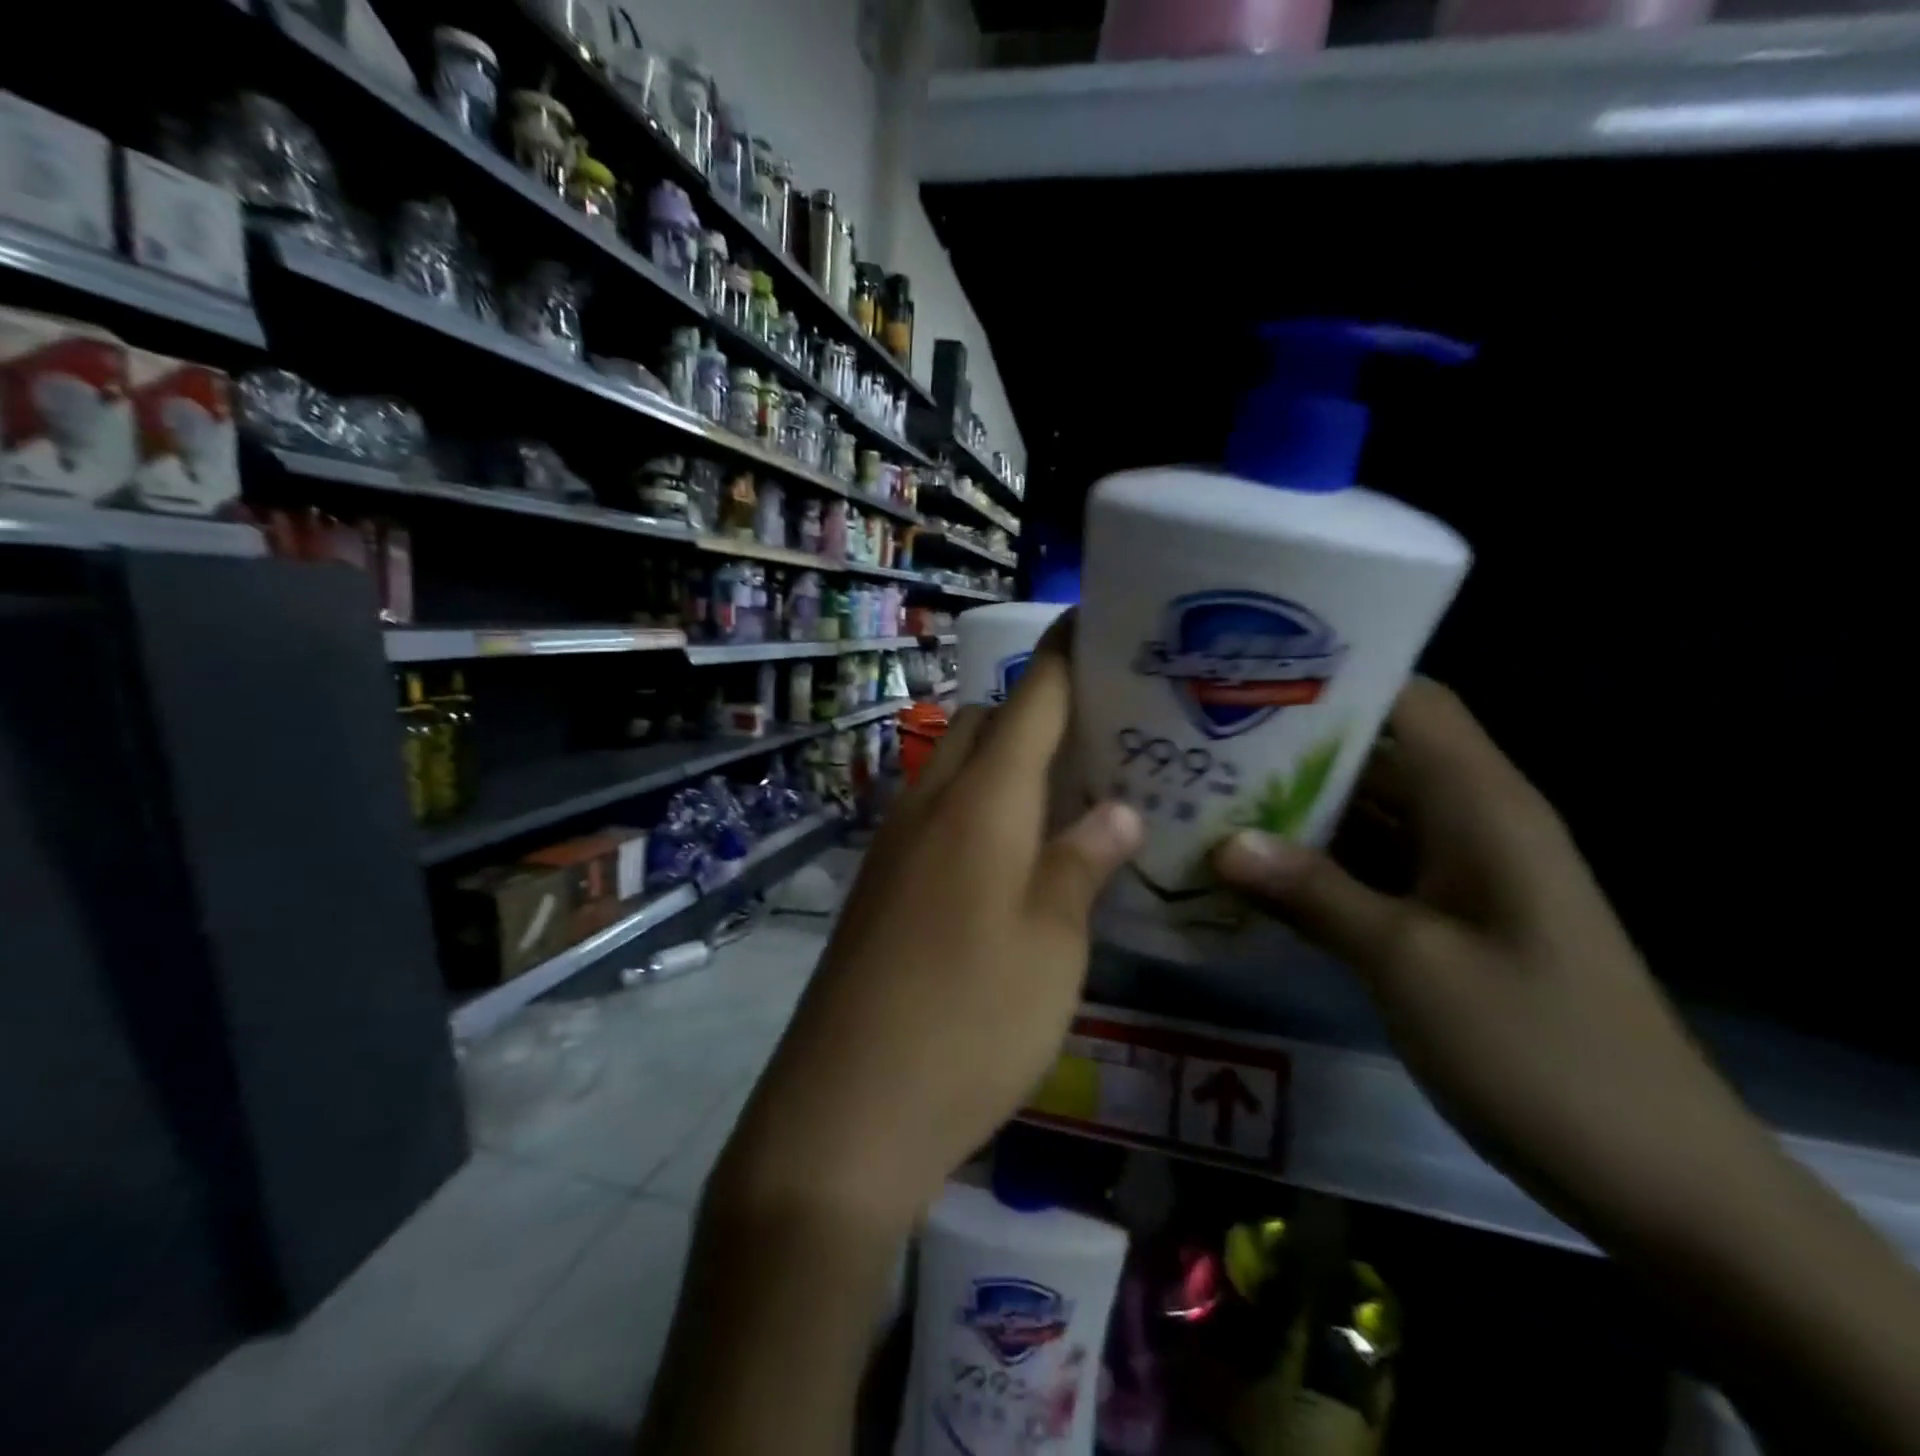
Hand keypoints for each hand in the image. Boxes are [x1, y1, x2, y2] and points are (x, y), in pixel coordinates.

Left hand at [716, 633, 1142, 1229]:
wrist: (847, 1109)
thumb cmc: (970, 1022)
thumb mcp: (1053, 946)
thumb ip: (1083, 864)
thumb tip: (1120, 811)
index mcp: (982, 801)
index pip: (1032, 697)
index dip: (1067, 653)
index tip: (1101, 623)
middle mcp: (929, 802)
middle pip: (985, 721)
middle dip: (1037, 711)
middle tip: (1101, 740)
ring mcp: (894, 842)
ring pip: (953, 765)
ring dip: (1004, 762)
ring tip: (1066, 795)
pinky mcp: (878, 884)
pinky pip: (934, 813)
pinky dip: (975, 808)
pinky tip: (1012, 856)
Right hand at [1212, 678, 1773, 1239]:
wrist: (1651, 1174)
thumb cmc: (1537, 1048)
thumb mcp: (1409, 962)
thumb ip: (1313, 893)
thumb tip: (1225, 844)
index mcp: (1482, 806)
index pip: (1411, 704)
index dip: (1337, 683)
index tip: (1251, 682)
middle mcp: (1471, 824)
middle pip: (1375, 757)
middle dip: (1291, 751)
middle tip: (1203, 747)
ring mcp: (1459, 876)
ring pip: (1366, 817)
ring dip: (1295, 814)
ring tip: (1207, 801)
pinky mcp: (1446, 921)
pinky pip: (1370, 872)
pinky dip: (1315, 869)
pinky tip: (1249, 876)